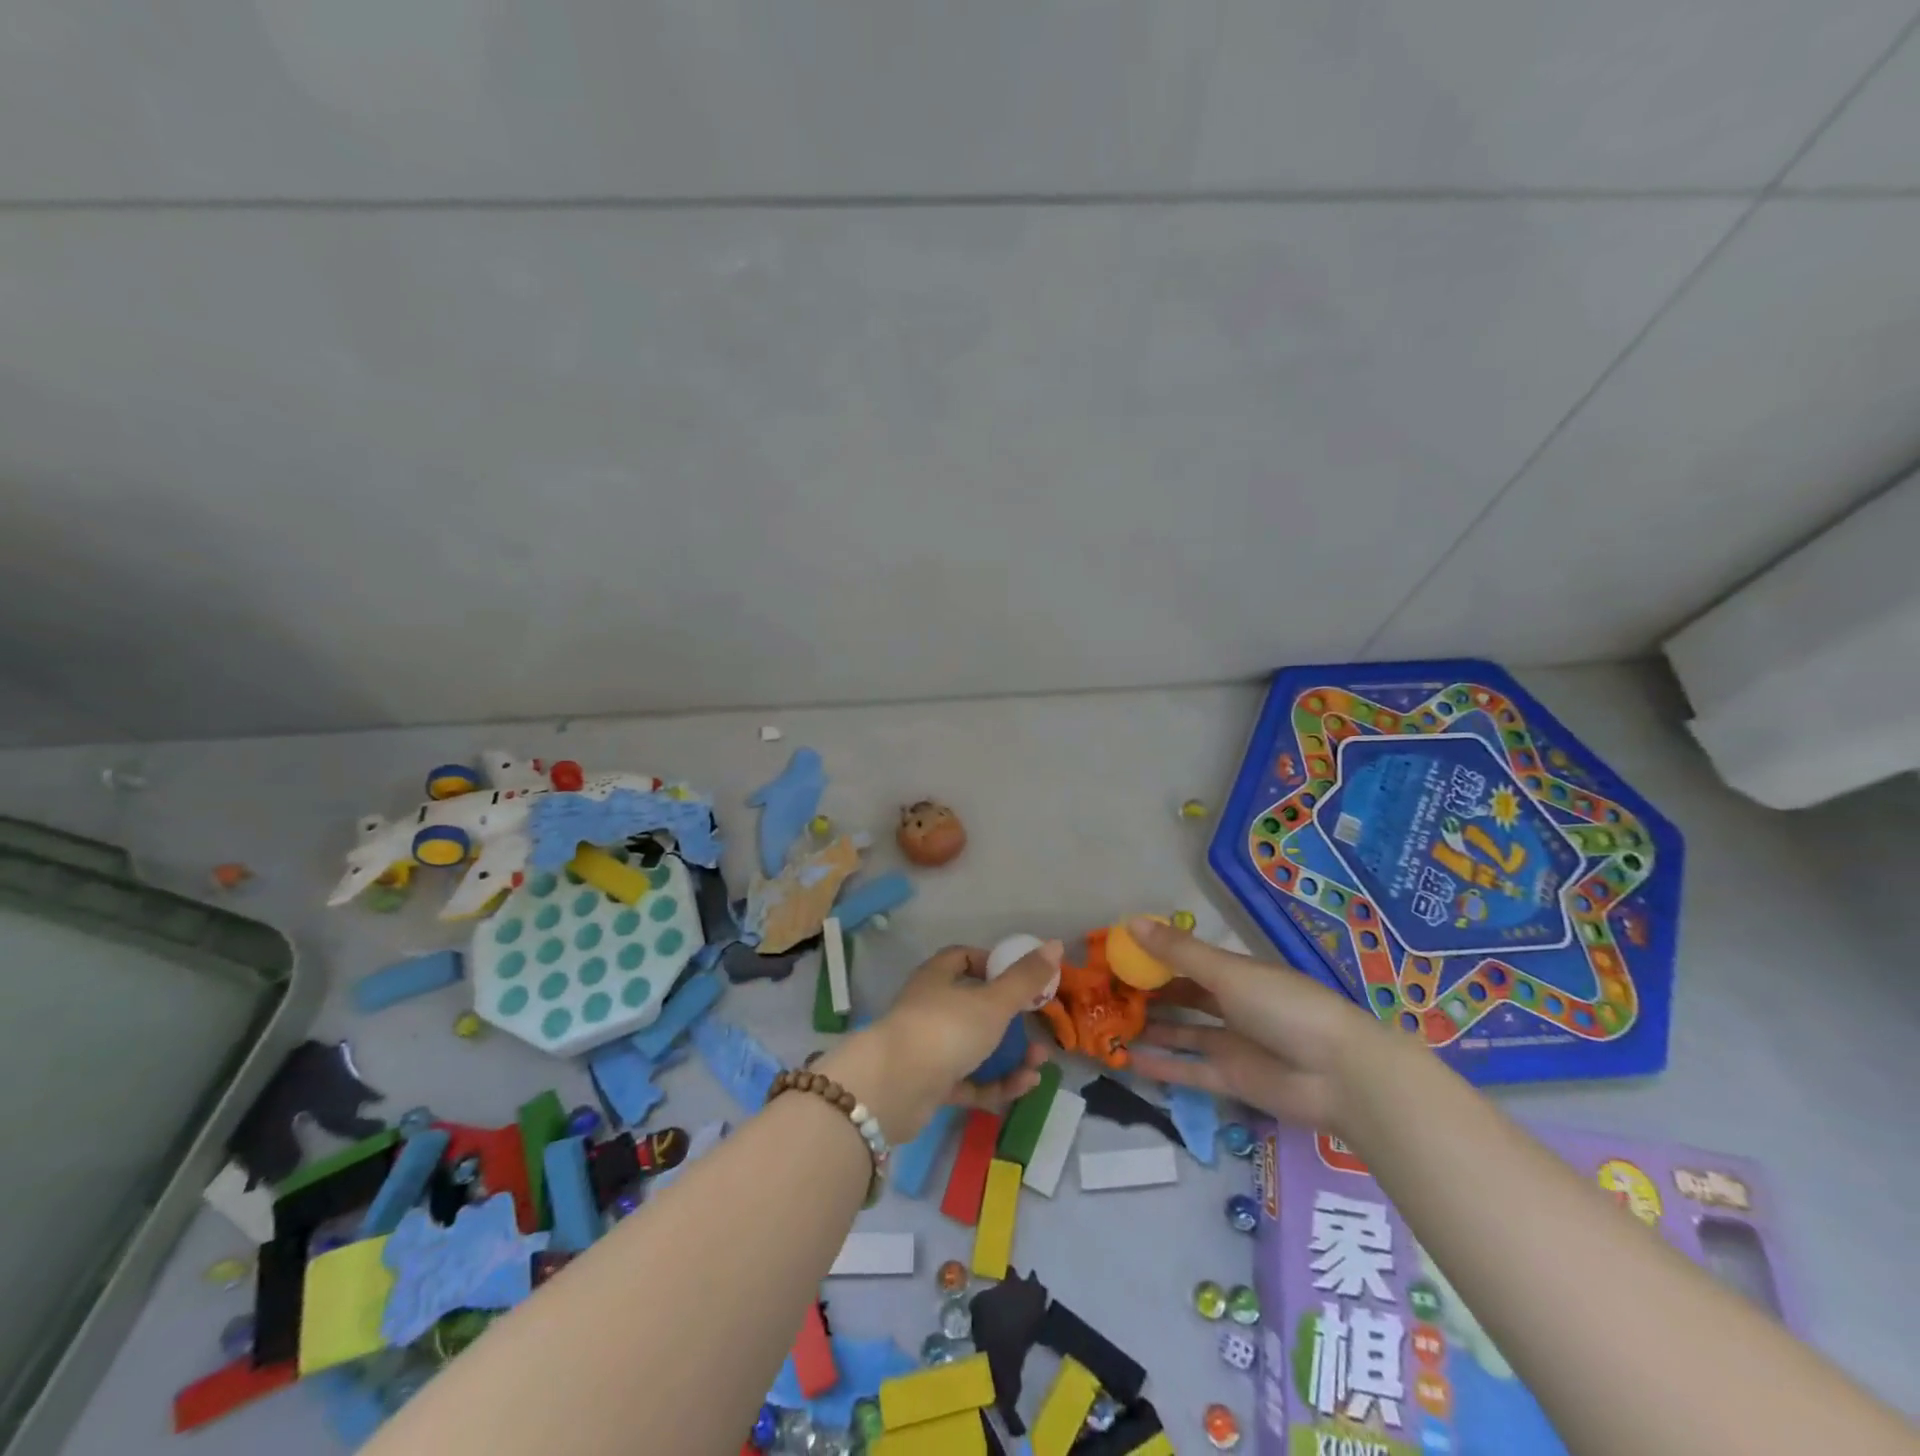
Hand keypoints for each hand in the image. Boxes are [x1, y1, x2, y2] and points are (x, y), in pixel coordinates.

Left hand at [817, 943, 1056, 1142]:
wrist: (894, 1088)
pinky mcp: (931, 1084)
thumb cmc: (946, 1029)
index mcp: (938, 977)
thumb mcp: (993, 1002)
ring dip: (1010, 1057)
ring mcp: (930, 1047)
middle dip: (1011, 1021)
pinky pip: (970, 1080)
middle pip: (975, 1007)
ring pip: (976, 1047)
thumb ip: (1026, 978)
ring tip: (1038, 1066)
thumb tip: (1056, 944)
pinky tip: (1023, 1086)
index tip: (1021, 978)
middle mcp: (931, 1007)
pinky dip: (996, 1083)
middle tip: (1039, 1030)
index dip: (993, 964)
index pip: (964, 958)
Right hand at [1122, 917, 1389, 1131]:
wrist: (1341, 1075)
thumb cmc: (1285, 1007)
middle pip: (1183, 997)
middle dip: (1148, 994)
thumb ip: (1179, 952)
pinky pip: (1189, 1070)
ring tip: (1109, 1025)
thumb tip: (1130, 922)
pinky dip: (1161, 1066)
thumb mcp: (1228, 973)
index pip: (1187, 960)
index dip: (1154, 957)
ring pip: (1183, 1033)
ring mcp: (1232, 1044)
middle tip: (1105, 992)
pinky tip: (1127, 1061)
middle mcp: (1232, 1006)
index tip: (1117, 955)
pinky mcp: (1232, 1080)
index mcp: (1236, 973)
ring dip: (1151, 1029)